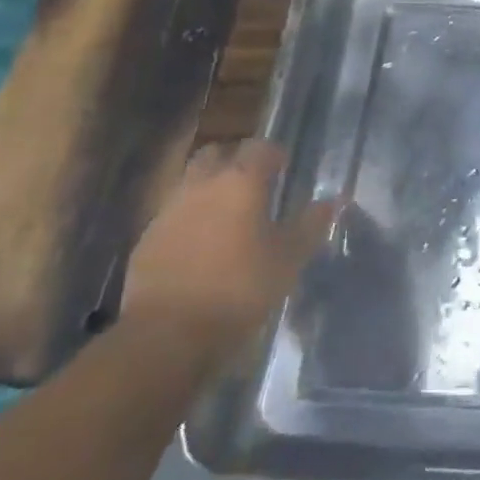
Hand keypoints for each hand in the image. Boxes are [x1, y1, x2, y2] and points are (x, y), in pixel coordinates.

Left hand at [121, 140, 332, 366]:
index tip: (286, 167)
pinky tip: (204, 244)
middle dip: (235, 160)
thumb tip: (332, 200)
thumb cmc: (241, 287)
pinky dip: (190, 218)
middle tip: (255, 183)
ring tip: (230, 214)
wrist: (169, 333)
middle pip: (216, 153)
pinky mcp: (147, 239)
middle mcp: (201, 186)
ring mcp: (168, 211)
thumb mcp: (290, 258)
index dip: (274, 153)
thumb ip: (311, 224)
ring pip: (190, 182)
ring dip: (210, 189)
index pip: (259, 147)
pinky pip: (173, 214)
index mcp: (240, 183)